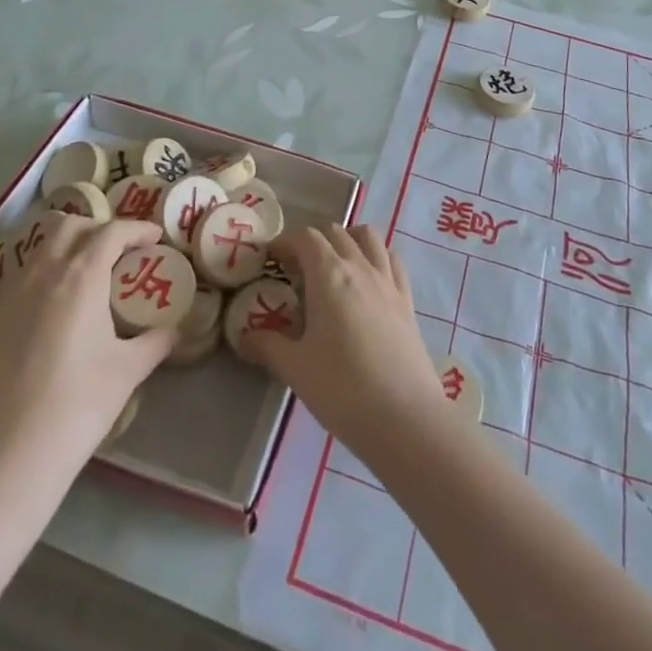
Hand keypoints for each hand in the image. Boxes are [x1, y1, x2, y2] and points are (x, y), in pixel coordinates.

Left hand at [0, 214, 174, 479]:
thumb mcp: (128, 371)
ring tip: (90, 272)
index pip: (112, 231)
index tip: (156, 239)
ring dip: (70, 245)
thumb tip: (174, 330)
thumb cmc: (78, 405)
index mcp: (81, 275)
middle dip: (99, 228)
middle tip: (121, 251)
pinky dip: (46, 271)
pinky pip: (24, 274)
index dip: (137, 229)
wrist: (8, 455)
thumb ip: (155, 342)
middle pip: (71, 225)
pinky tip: (59, 303)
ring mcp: (13, 294)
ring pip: (42, 246)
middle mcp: (44, 273)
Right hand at [243, 223, 448, 463]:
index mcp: (329, 275)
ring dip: (347, 240)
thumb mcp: (295, 369)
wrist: (405, 417)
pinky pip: (391, 260)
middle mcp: (360, 267)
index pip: (306, 238)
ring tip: (333, 264)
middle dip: (312, 241)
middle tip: (295, 268)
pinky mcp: (407, 300)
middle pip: (336, 233)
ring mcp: (388, 281)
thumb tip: (244, 336)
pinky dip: (376, 257)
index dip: (285, 242)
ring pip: (368, 238)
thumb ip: (267, 346)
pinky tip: (368, 279)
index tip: (271, 259)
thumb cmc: (343, 389)